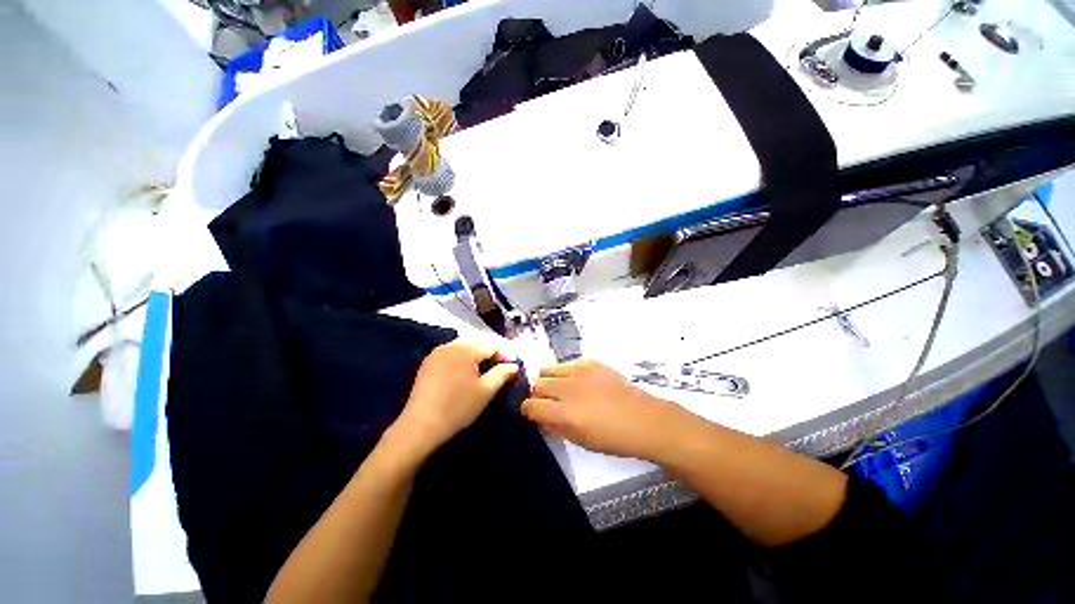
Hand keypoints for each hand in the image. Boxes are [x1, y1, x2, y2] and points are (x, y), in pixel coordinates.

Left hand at [391, 340, 518, 455]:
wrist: (420, 427)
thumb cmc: (458, 407)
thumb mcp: (486, 391)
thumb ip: (503, 374)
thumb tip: (514, 365)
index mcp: (465, 348)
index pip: (491, 345)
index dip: (505, 355)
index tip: (513, 368)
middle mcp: (449, 345)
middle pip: (477, 343)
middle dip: (491, 353)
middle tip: (500, 369)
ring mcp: (436, 353)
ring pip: (464, 347)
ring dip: (477, 356)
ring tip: (485, 371)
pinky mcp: (428, 363)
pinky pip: (451, 354)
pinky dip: (462, 359)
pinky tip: (465, 373)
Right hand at [521, 358, 677, 459]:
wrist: (644, 419)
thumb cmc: (613, 438)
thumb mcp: (580, 440)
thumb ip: (555, 427)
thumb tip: (540, 416)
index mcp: (567, 413)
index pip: (532, 405)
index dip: (528, 410)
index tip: (532, 412)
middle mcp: (570, 389)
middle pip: (537, 384)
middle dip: (537, 394)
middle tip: (547, 402)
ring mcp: (580, 372)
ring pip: (548, 369)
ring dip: (548, 380)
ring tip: (559, 389)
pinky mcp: (591, 362)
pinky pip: (567, 363)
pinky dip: (565, 373)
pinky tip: (577, 382)